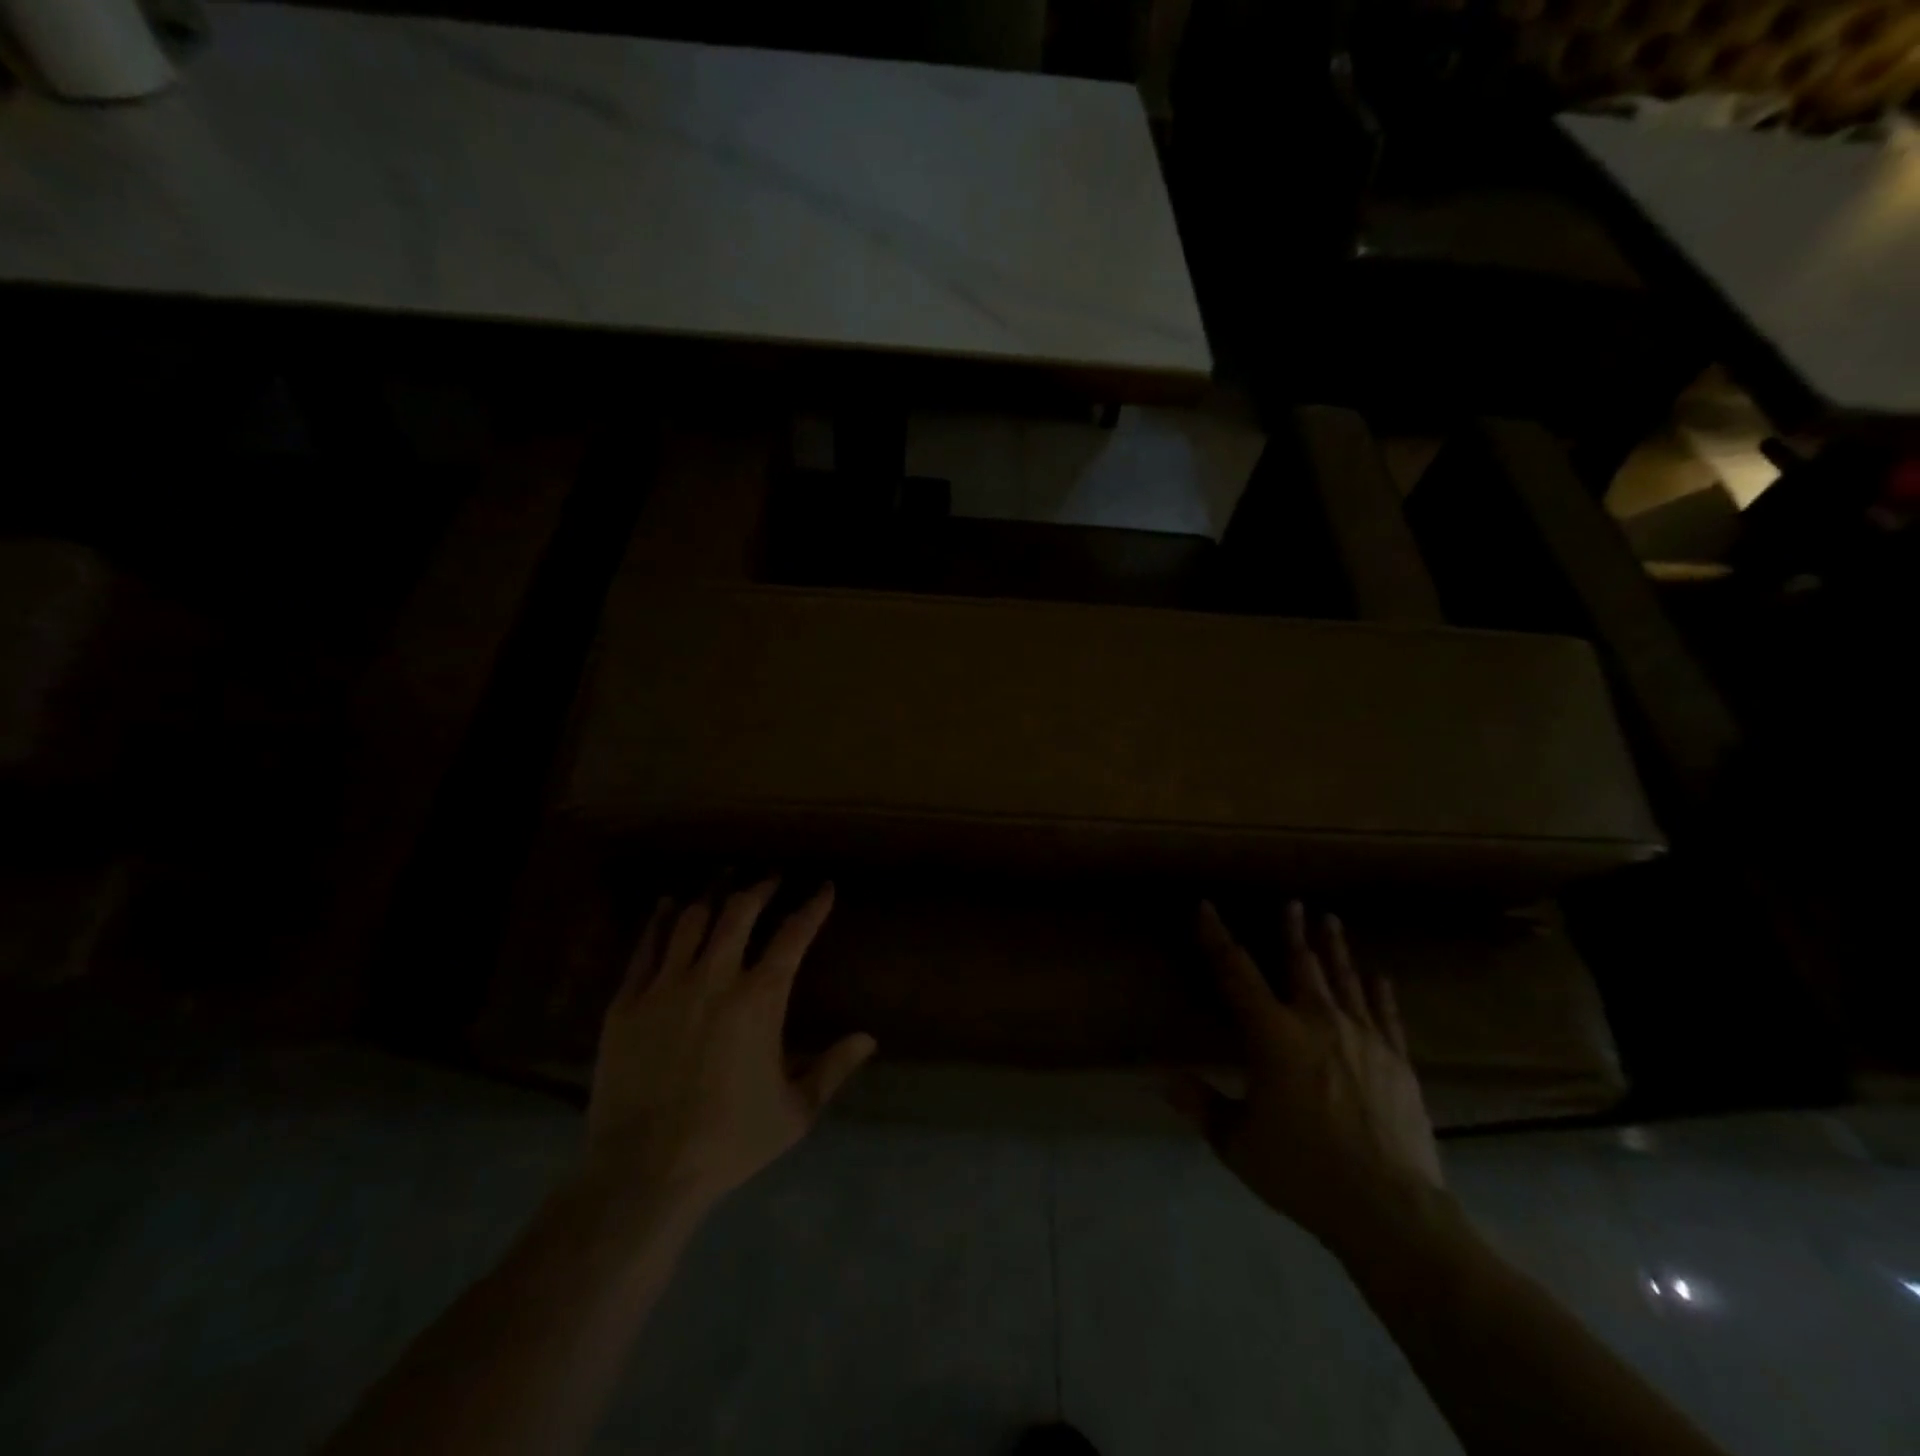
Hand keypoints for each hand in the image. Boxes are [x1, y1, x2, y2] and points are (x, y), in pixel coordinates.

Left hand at [582, 878, 875, 1215]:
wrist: (643, 1173)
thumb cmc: (729, 1141)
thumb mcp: (795, 1111)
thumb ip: (833, 1068)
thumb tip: (869, 1038)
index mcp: (760, 999)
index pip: (794, 935)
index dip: (813, 906)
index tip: (824, 888)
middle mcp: (714, 978)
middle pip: (740, 912)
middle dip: (761, 888)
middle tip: (772, 878)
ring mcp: (666, 987)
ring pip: (691, 920)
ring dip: (714, 895)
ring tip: (725, 880)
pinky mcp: (627, 1002)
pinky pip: (646, 947)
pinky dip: (660, 920)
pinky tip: (667, 905)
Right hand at [1171, 900, 1443, 1255]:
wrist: (1390, 1210)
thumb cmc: (1303, 1170)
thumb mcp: (1237, 1142)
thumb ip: (1202, 1105)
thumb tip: (1164, 1080)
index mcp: (1272, 1035)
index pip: (1235, 972)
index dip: (1217, 937)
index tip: (1206, 907)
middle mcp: (1317, 1022)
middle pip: (1301, 963)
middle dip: (1292, 930)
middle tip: (1292, 902)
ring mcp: (1363, 1038)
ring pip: (1345, 980)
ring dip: (1334, 948)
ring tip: (1330, 919)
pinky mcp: (1397, 1061)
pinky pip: (1386, 1015)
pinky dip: (1378, 993)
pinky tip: (1378, 976)